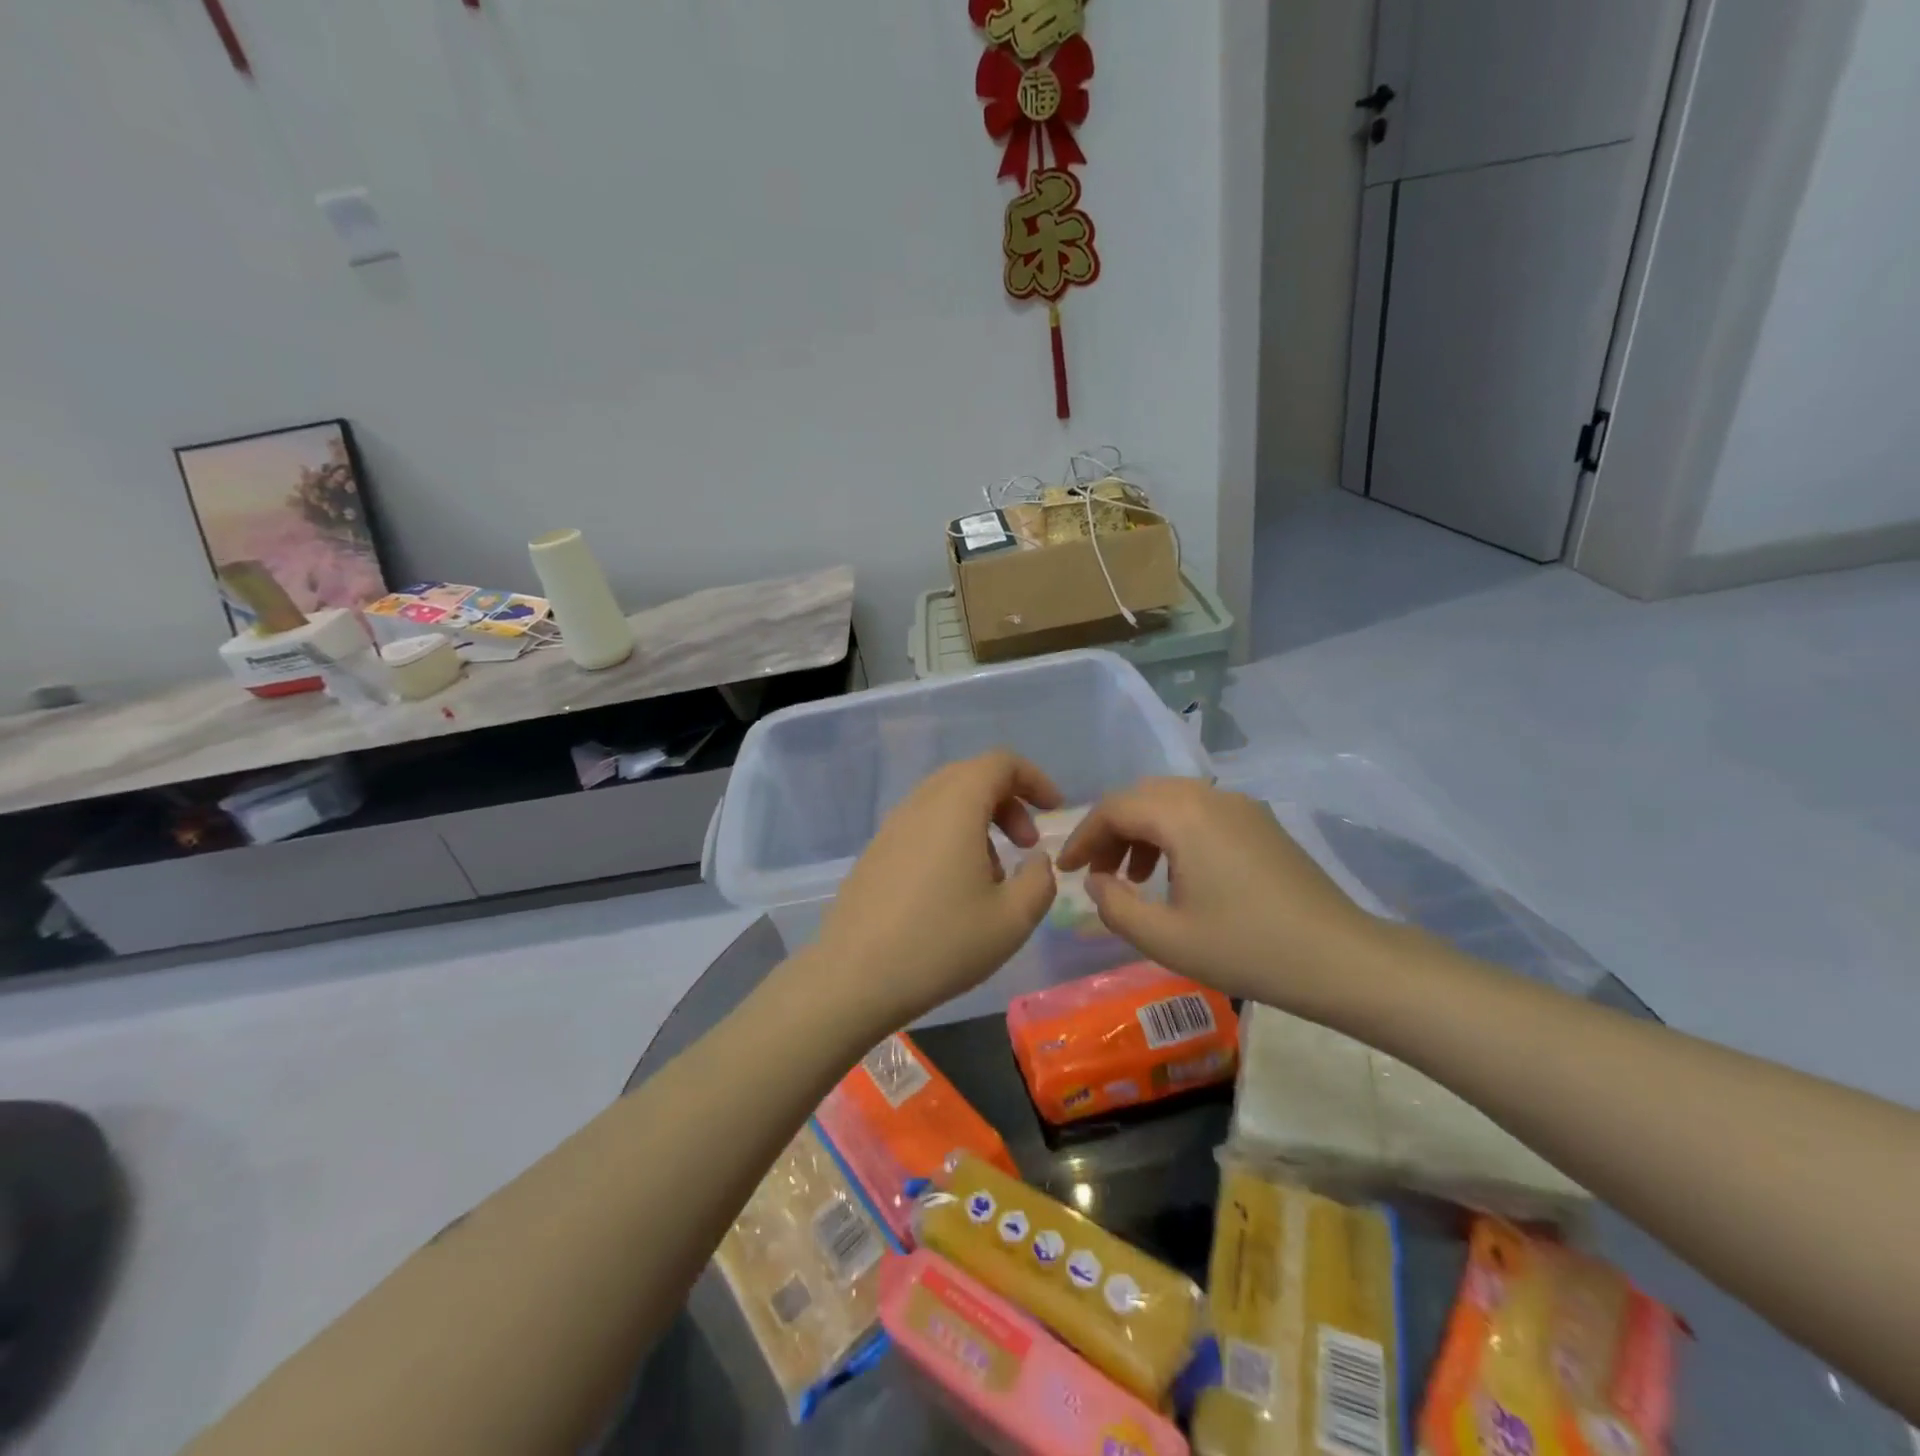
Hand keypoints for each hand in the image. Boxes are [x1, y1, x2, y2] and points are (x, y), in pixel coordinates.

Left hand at [810, 751, 1061, 1033]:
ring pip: (945, 801)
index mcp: (956, 806)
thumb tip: (1036, 859)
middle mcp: (920, 804)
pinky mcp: (875, 852)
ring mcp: (891, 826)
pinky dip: (950, 837)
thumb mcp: (1013, 919)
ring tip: (994, 876)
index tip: (1054, 812)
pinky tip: (954, 889)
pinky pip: (922, 825)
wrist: (854, 977)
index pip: (1000, 762)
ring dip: (979, 822)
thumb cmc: (941, 943)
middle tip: (1027, 844)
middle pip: (971, 776)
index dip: (1034, 779)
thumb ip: (1041, 880)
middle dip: (1008, 802)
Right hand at [1056, 778, 1380, 1006]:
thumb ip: (1115, 906)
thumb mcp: (1166, 938)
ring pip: (1171, 801)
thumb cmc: (1247, 949)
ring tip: (1133, 876)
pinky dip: (1173, 832)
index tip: (1065, 869)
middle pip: (1141, 797)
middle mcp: (1209, 796)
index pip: (1114, 808)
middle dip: (1110, 830)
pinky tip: (1177, 874)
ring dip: (1141, 830)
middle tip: (1095, 871)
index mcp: (1182, 815)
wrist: (1340, 958)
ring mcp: (1240, 806)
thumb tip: (1097, 881)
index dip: (1082, 836)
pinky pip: (1200, 812)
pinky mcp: (1260, 822)